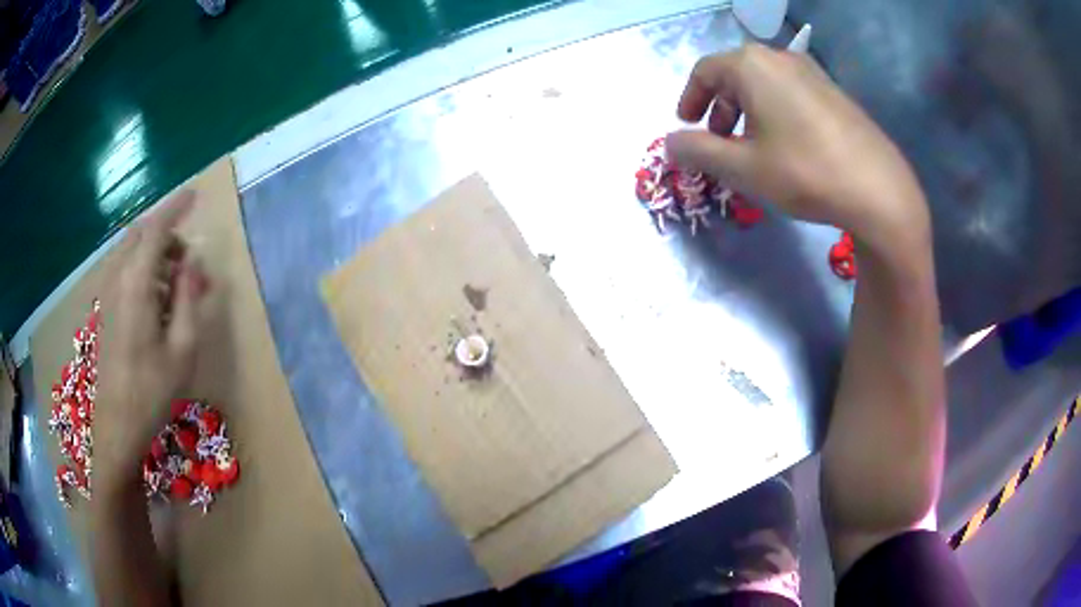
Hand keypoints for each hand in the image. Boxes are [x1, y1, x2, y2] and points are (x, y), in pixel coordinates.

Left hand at [96, 191, 209, 489]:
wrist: (116, 427)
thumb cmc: (152, 391)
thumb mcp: (182, 348)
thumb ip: (189, 297)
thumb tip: (193, 261)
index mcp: (136, 284)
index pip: (156, 228)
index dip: (176, 207)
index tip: (196, 195)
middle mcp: (117, 279)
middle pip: (141, 236)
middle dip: (168, 237)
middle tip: (190, 263)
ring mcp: (107, 294)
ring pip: (132, 253)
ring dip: (156, 256)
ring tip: (178, 288)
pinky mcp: (105, 309)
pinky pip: (125, 272)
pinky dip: (144, 272)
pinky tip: (157, 303)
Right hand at [667, 43, 929, 252]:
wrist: (879, 189)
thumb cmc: (804, 171)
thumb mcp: (742, 167)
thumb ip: (698, 151)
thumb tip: (669, 143)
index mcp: (752, 65)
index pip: (704, 72)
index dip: (689, 99)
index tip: (686, 126)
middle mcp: (780, 58)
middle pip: (735, 75)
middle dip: (719, 107)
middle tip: (717, 141)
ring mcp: (812, 73)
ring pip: (764, 85)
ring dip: (746, 111)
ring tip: (750, 147)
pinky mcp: (834, 92)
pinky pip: (790, 94)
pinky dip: (774, 113)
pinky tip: (785, 146)